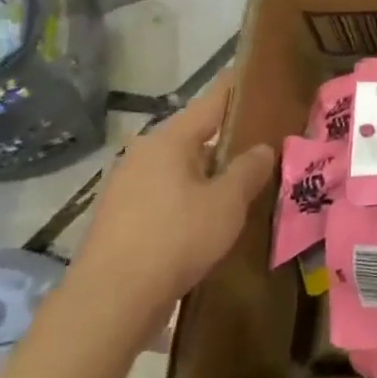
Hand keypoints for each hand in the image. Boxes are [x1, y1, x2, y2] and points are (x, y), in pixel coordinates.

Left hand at [65, 83, 274, 338]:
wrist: (111, 300)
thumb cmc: (176, 237)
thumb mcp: (228, 202)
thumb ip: (249, 169)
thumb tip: (263, 148)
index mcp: (169, 140)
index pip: (211, 102)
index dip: (237, 90)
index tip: (258, 77)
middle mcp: (143, 154)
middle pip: (195, 135)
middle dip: (227, 138)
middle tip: (265, 140)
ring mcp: (127, 186)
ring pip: (180, 167)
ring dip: (209, 171)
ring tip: (244, 179)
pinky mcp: (121, 217)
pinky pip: (166, 193)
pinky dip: (191, 195)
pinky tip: (211, 213)